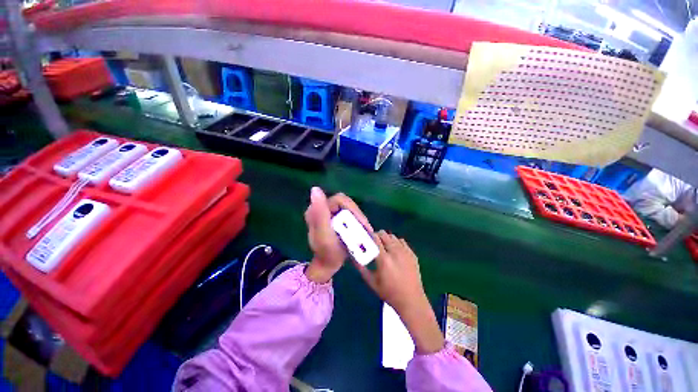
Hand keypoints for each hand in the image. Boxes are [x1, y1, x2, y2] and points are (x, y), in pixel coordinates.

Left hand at [304, 187, 371, 282]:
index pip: (339, 200)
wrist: (327, 266)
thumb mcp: (323, 234)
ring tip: (367, 232)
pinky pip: (350, 216)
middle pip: (346, 204)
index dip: (353, 209)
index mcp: (317, 210)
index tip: (362, 223)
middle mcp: (323, 209)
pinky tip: (363, 231)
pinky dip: (358, 223)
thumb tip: (315, 189)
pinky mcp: (337, 220)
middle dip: (358, 216)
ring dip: (360, 220)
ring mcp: (330, 214)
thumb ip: (320, 213)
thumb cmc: (326, 253)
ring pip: (350, 210)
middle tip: (367, 229)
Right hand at [355, 231, 443, 353]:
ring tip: (384, 247)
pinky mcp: (412, 254)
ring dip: (387, 239)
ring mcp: (405, 252)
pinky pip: (402, 241)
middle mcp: (395, 252)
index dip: (369, 236)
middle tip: (374, 243)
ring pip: (393, 236)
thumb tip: (353, 256)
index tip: (366, 238)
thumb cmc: (389, 293)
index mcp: (384, 259)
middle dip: (377, 236)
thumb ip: (361, 268)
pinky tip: (395, 251)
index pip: (375, 239)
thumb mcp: (371, 282)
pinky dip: (396, 243)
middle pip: (384, 234)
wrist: (411, 300)